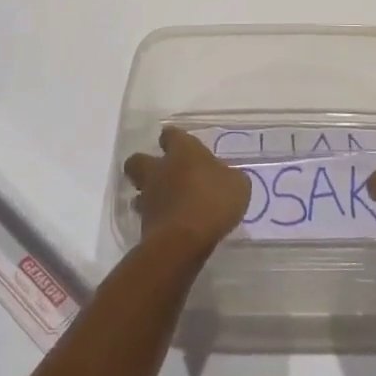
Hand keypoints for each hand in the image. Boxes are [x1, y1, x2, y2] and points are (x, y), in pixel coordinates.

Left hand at [124, 127, 251, 253]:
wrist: (184, 240)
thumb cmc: (214, 201)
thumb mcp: (237, 185)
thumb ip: (228, 177)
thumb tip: (225, 178)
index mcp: (183, 152)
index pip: (171, 135)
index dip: (173, 138)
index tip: (178, 143)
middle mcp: (160, 169)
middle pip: (137, 160)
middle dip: (144, 164)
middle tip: (160, 173)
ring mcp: (149, 197)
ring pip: (139, 191)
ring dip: (148, 195)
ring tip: (165, 204)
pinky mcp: (144, 224)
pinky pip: (148, 217)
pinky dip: (156, 219)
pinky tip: (172, 226)